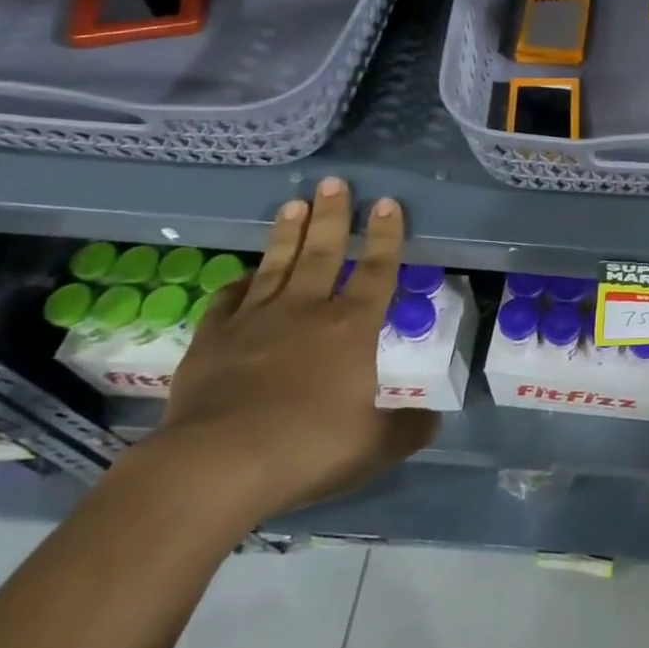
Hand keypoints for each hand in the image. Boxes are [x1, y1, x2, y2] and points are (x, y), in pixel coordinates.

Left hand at [155, 179, 436, 520]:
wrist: (216, 465)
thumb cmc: (308, 448)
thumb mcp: (376, 446)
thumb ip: (408, 428)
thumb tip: (435, 419)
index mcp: (352, 326)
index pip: (376, 268)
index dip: (385, 235)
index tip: (386, 202)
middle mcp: (307, 310)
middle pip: (323, 251)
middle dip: (332, 214)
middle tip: (333, 182)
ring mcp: (256, 320)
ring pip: (277, 264)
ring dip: (288, 232)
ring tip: (295, 202)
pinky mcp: (214, 339)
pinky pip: (229, 300)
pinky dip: (239, 283)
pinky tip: (244, 274)